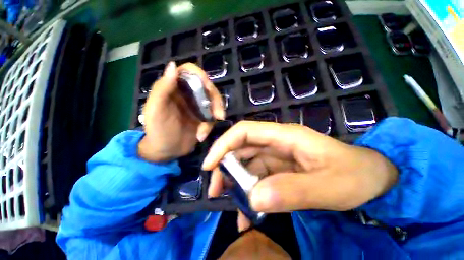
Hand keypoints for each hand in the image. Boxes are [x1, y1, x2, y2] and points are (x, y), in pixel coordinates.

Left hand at [138, 62, 224, 161]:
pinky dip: (209, 126)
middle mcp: (188, 93)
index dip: (201, 75)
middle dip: (215, 100)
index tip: (208, 88)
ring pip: (214, 102)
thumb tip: (173, 65)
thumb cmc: (157, 130)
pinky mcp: (204, 117)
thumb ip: (162, 89)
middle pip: (208, 87)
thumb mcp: (155, 110)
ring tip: (205, 131)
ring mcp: (198, 105)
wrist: (166, 151)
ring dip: (215, 115)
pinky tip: (201, 136)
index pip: (190, 71)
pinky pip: (213, 116)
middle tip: (218, 115)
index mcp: (174, 87)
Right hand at [203, 121, 397, 213]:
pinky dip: (250, 193)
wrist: (374, 179)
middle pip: (241, 148)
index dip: (224, 144)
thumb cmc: (357, 176)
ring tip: (232, 206)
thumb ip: (292, 192)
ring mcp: (277, 156)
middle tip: (216, 191)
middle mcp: (276, 142)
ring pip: (247, 164)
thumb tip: (254, 199)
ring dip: (236, 183)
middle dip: (225, 167)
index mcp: (284, 136)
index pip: (244, 132)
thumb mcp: (330, 187)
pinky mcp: (280, 169)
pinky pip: (258, 178)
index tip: (209, 165)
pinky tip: (248, 213)